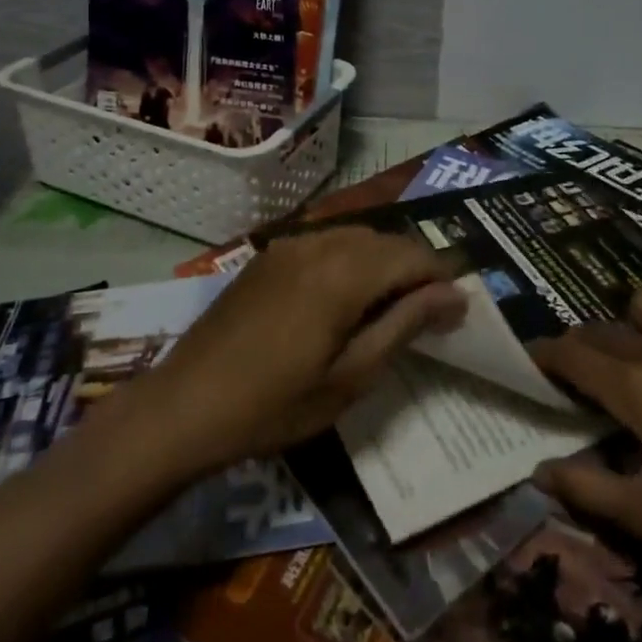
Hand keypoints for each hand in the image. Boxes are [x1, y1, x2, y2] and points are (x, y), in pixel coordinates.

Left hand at [123, 227, 464, 476]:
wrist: (185, 405)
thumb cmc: (274, 405)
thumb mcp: (350, 377)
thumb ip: (404, 325)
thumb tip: (453, 295)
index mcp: (342, 272)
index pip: (411, 255)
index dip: (441, 277)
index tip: (457, 309)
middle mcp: (318, 243)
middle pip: (385, 240)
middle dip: (413, 268)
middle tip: (428, 312)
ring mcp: (288, 244)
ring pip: (355, 236)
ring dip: (382, 262)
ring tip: (390, 306)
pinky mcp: (268, 254)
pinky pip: (324, 241)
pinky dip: (349, 259)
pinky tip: (345, 296)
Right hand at [529, 289, 641, 589]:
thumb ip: (587, 490)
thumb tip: (538, 472)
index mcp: (636, 387)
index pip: (572, 355)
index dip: (545, 355)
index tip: (531, 359)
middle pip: (601, 330)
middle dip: (579, 346)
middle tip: (578, 374)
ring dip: (624, 325)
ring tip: (631, 356)